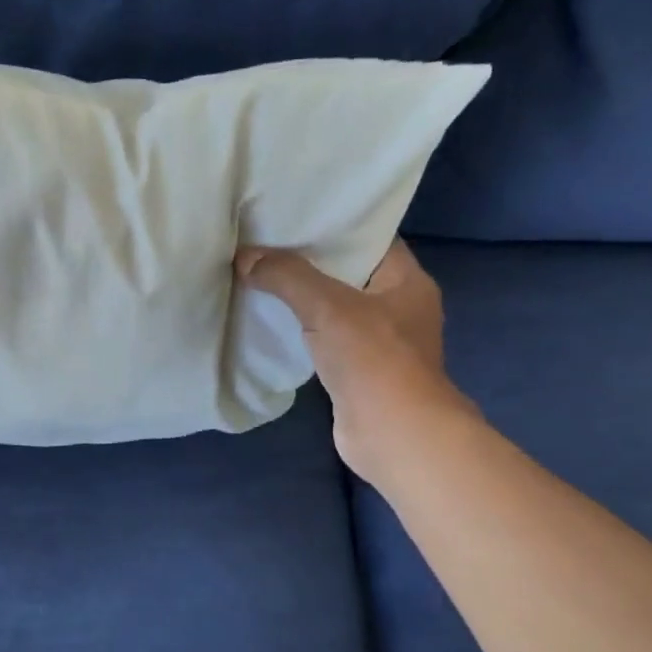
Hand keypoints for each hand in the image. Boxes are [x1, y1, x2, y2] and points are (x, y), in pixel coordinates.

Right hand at [236, 240, 471, 486]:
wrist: (393, 434)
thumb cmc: (373, 360)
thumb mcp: (327, 306)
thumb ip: (286, 277)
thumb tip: (244, 258)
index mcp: (407, 280)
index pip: (370, 239)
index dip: (333, 226)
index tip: (292, 216)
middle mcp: (399, 306)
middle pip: (348, 273)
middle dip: (308, 261)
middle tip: (264, 244)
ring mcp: (381, 342)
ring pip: (334, 308)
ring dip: (302, 298)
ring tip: (259, 277)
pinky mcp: (360, 372)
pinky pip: (325, 339)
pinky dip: (301, 331)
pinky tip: (269, 323)